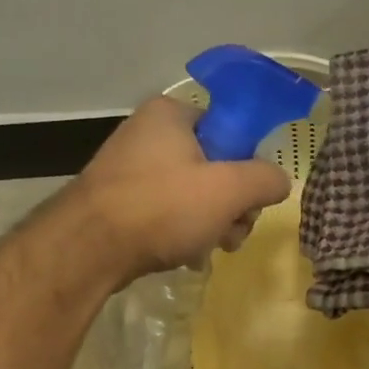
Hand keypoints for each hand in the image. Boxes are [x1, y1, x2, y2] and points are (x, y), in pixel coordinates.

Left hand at [73, 95, 291, 277]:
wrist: (89, 248)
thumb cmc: (163, 208)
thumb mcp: (229, 190)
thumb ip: (265, 180)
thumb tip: (279, 181)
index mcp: (172, 114)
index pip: (230, 132)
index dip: (247, 168)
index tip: (248, 201)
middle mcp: (148, 133)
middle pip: (214, 168)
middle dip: (231, 206)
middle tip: (231, 234)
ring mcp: (130, 169)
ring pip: (193, 195)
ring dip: (211, 224)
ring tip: (208, 249)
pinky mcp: (120, 201)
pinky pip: (167, 212)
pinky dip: (182, 233)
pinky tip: (185, 255)